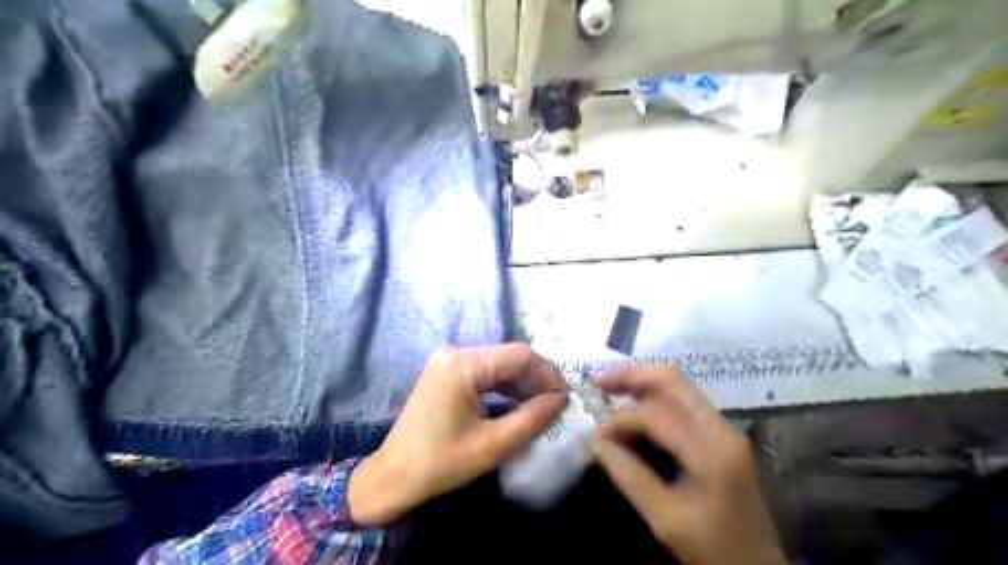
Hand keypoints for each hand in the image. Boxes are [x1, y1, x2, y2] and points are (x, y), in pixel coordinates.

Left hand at [347, 342, 564, 527]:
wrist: (393, 478)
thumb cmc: (441, 464)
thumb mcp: (493, 445)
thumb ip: (533, 418)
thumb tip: (562, 400)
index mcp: (463, 365)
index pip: (520, 355)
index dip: (548, 374)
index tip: (565, 399)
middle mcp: (455, 354)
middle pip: (509, 358)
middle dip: (536, 381)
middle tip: (556, 408)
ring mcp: (448, 363)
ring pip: (499, 366)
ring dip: (521, 386)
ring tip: (540, 410)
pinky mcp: (446, 374)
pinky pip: (484, 375)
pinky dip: (504, 389)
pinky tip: (517, 407)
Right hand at [592, 366, 782, 563]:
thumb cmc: (714, 549)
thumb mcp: (665, 519)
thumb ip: (628, 475)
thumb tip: (594, 441)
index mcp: (712, 451)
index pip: (657, 416)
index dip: (620, 419)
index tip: (595, 433)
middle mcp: (722, 429)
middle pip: (674, 382)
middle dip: (632, 376)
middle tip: (598, 380)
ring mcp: (724, 430)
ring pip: (680, 388)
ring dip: (643, 383)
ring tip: (610, 386)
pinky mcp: (722, 436)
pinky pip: (685, 403)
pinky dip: (655, 397)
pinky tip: (635, 403)